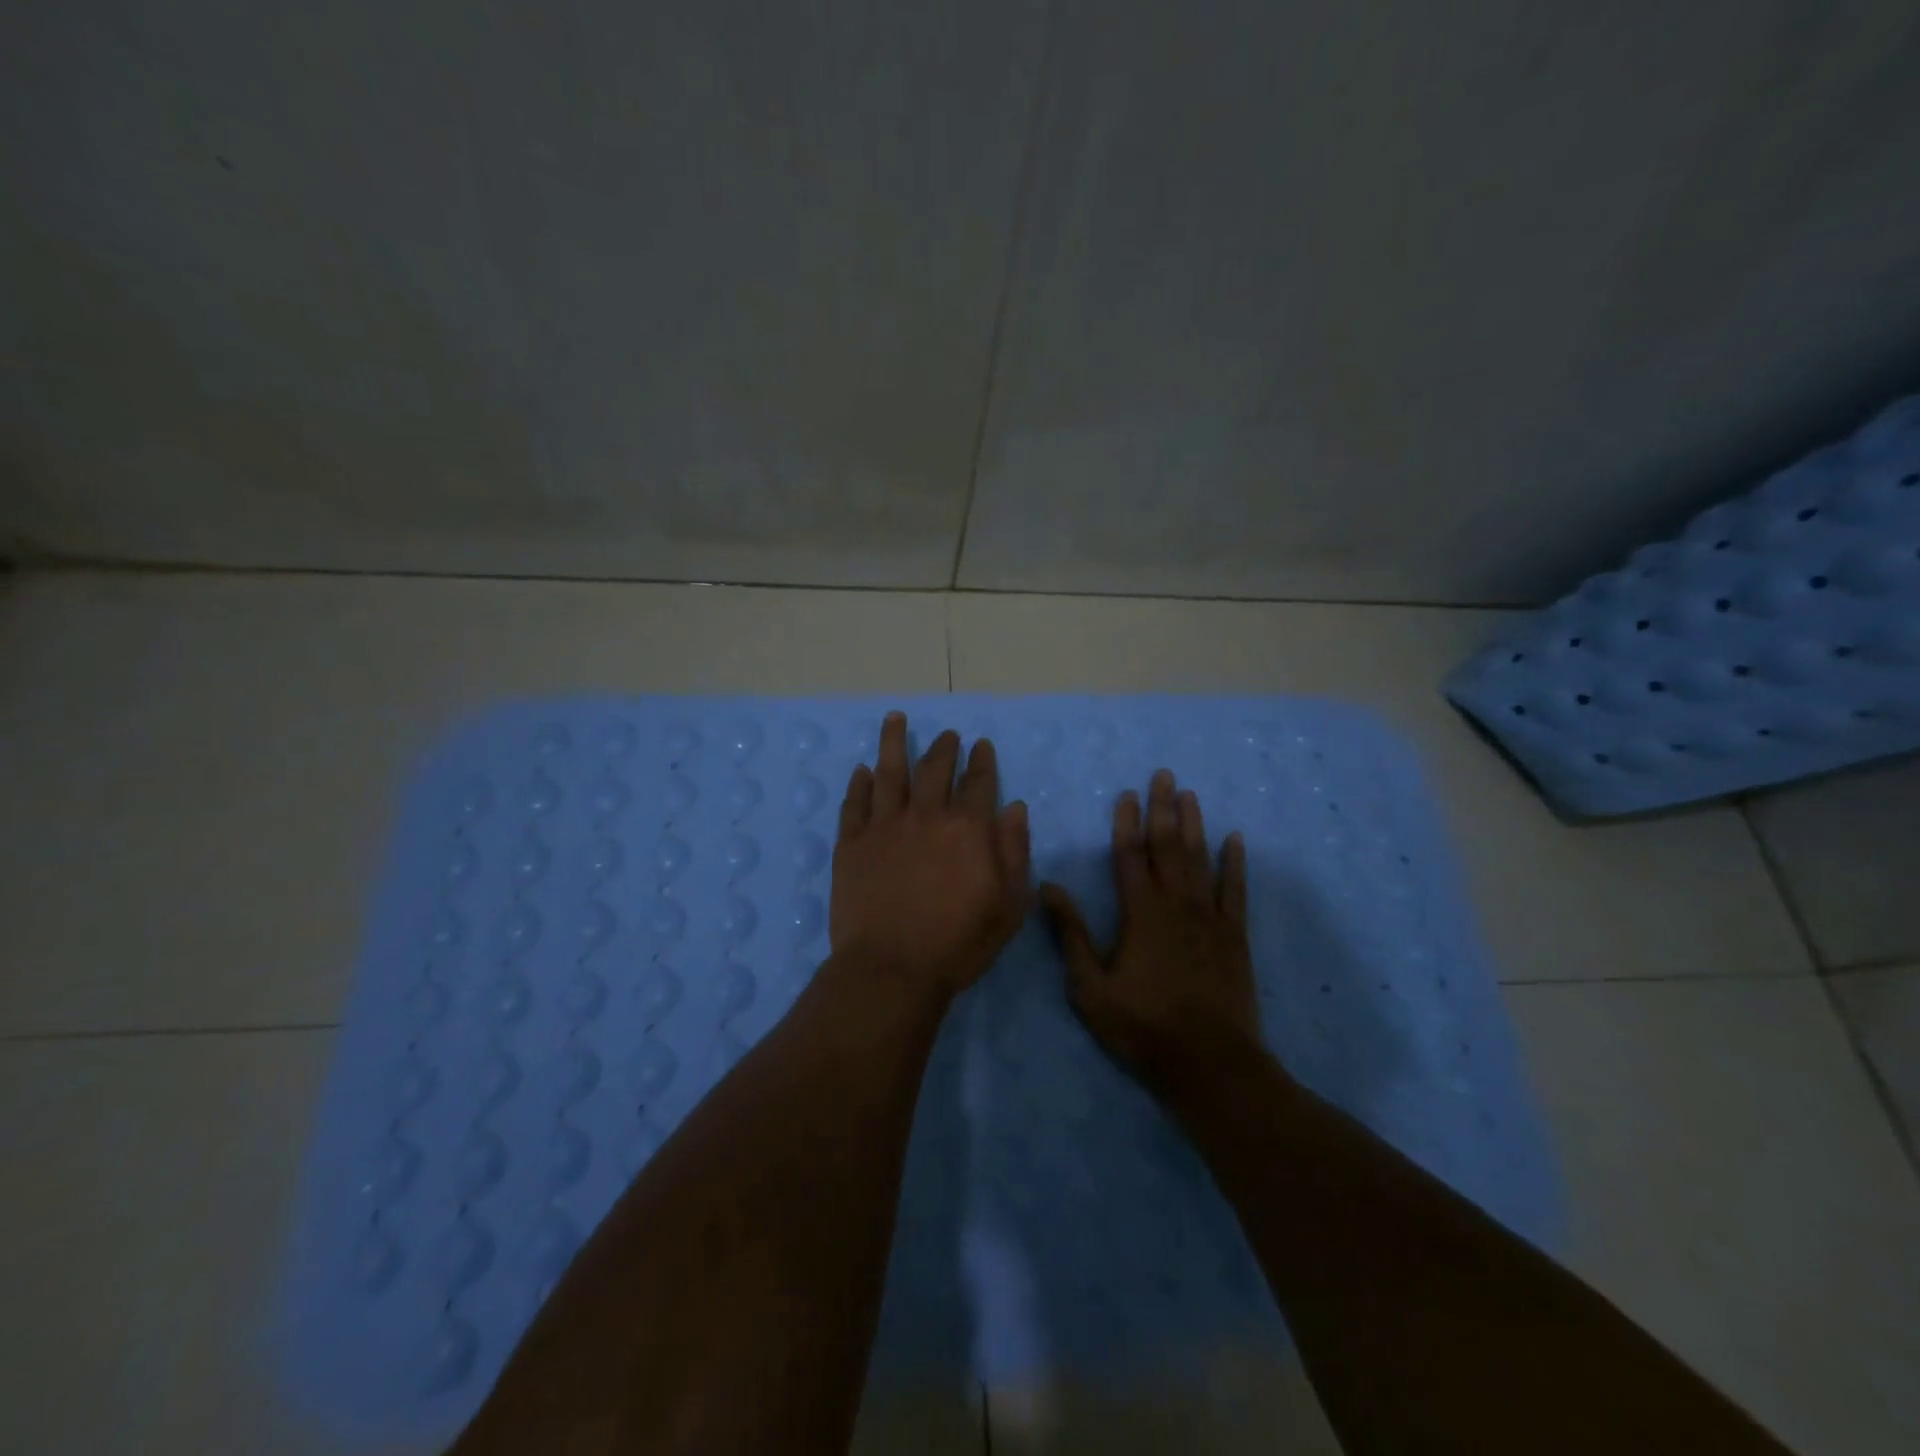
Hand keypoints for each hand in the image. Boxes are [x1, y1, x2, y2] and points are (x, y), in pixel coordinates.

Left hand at [830, 712, 1031, 1001]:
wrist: (892, 968)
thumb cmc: (958, 943)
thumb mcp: (1009, 905)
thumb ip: (1015, 852)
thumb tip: (1016, 808)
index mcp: (967, 828)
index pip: (978, 782)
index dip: (982, 761)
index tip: (981, 744)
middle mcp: (925, 815)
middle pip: (934, 769)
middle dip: (943, 747)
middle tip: (947, 735)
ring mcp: (884, 826)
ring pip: (889, 772)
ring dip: (893, 742)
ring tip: (894, 718)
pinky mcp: (851, 843)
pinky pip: (855, 803)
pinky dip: (859, 783)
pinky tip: (862, 770)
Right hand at [1042, 769, 1262, 1099]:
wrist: (1208, 1063)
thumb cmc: (1142, 1026)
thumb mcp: (1090, 986)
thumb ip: (1070, 933)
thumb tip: (1047, 887)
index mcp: (1139, 912)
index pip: (1129, 855)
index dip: (1126, 823)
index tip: (1126, 794)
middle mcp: (1175, 904)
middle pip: (1167, 846)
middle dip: (1163, 808)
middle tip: (1164, 775)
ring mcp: (1209, 917)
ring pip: (1200, 859)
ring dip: (1194, 825)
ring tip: (1190, 794)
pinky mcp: (1234, 935)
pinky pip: (1235, 890)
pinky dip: (1235, 863)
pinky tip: (1235, 840)